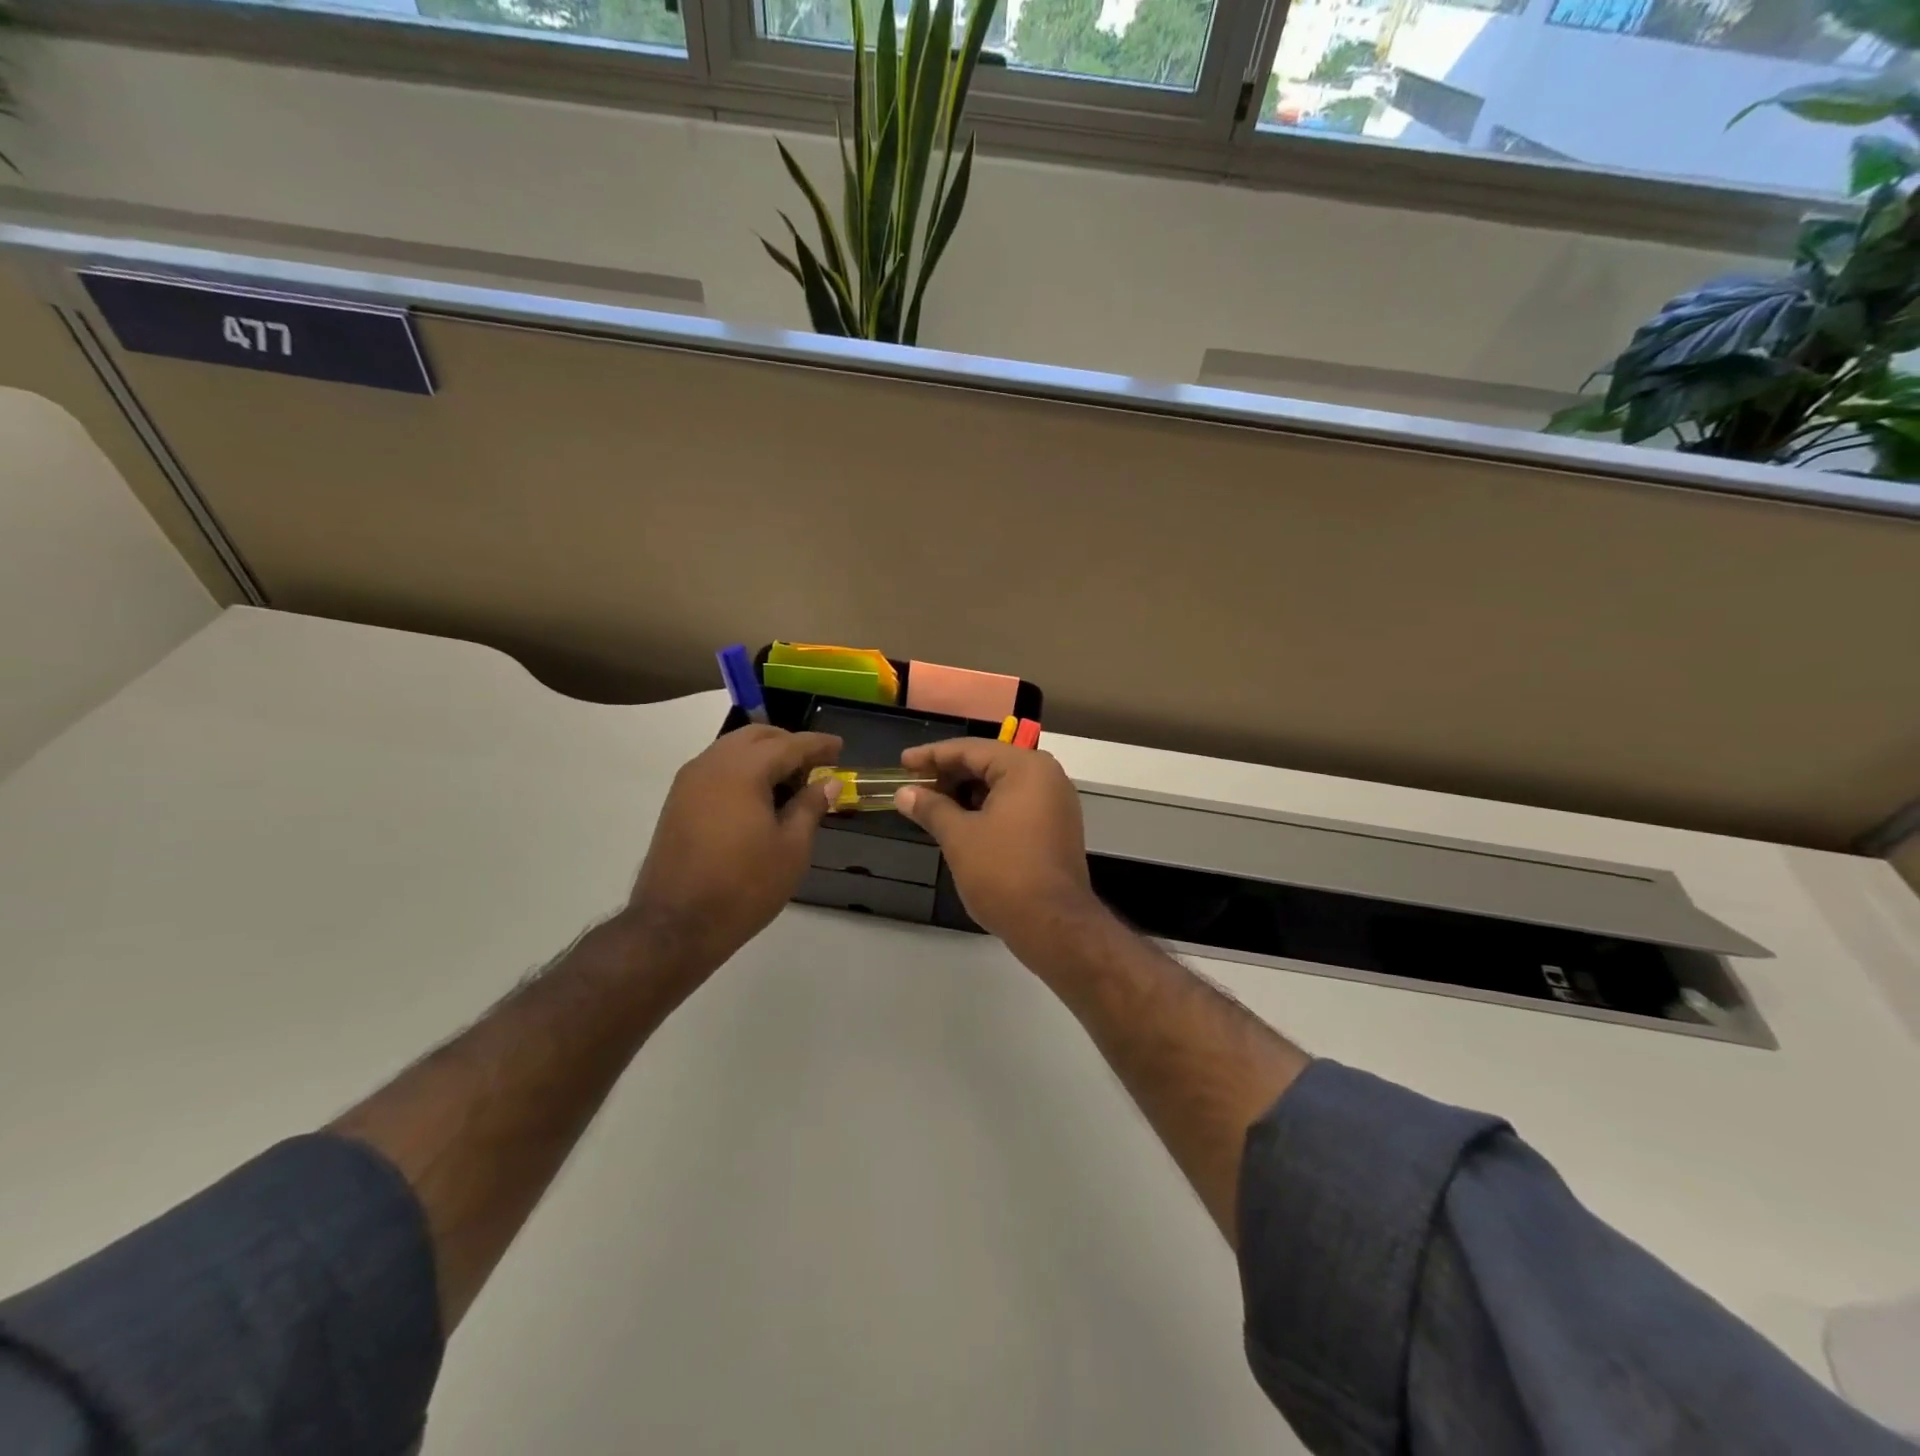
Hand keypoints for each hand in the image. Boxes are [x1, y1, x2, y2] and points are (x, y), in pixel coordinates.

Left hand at [627, 726, 841, 977]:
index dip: (817, 745)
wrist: (675, 925)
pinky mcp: (677, 802)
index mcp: (742, 771)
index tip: (840, 747)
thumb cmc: (744, 887)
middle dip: (788, 743)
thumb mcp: (792, 849)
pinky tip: (758, 797)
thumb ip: (810, 807)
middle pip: (755, 736)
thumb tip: (828, 782)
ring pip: (731, 749)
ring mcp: (689, 782)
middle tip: (815, 764)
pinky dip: (742, 769)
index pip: (788, 744)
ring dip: (762, 755)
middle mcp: (711, 765)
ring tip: (789, 782)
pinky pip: (716, 768)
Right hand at [893, 739, 1103, 949]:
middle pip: (989, 764)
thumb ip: (931, 808)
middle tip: (913, 786)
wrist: (1053, 925)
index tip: (903, 763)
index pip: (971, 749)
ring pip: (1002, 786)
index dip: (932, 755)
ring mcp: (1055, 803)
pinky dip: (986, 809)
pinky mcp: (1055, 828)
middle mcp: (1046, 777)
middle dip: (949, 775)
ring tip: (931, 806)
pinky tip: (960, 823)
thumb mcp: (959, 837)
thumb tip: (904, 793)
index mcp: (1025, 768)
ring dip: (966, 793)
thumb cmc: (1003, 872)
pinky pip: (1015, 805)